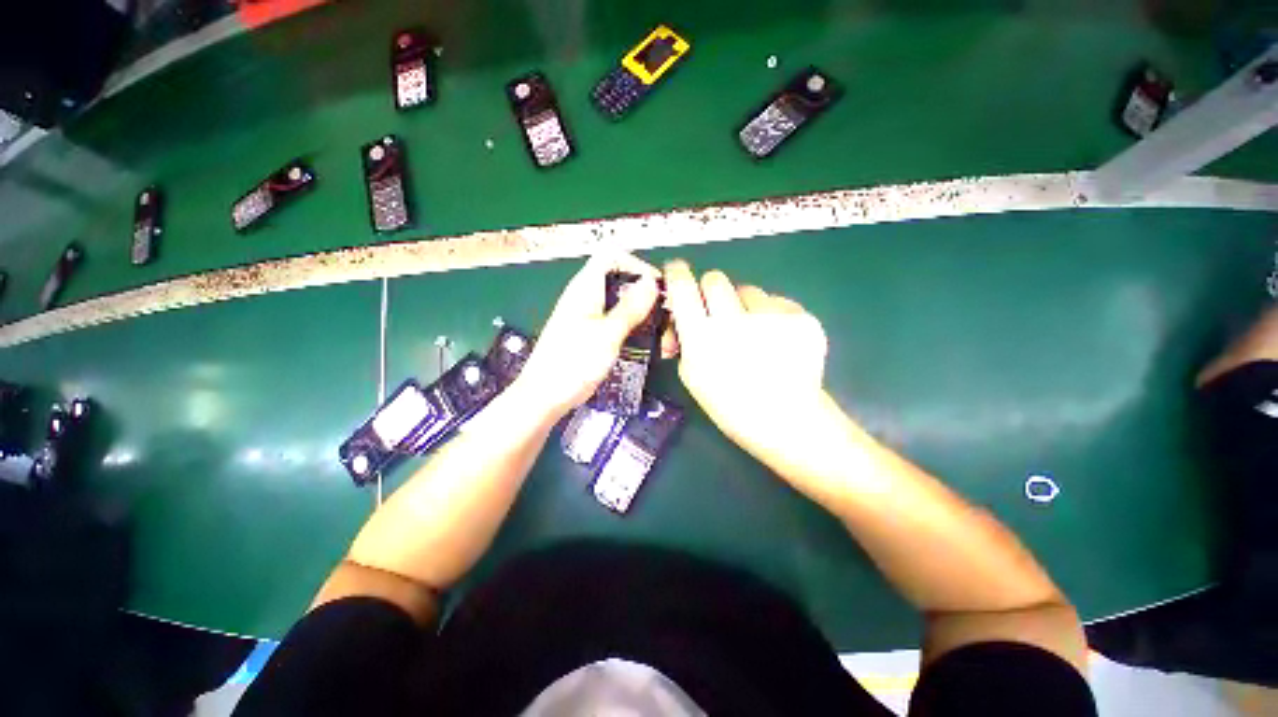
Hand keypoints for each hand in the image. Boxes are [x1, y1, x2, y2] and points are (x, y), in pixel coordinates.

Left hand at [513, 252, 660, 418]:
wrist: (544, 398)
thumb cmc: (571, 365)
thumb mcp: (607, 334)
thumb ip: (630, 308)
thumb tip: (651, 282)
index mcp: (585, 288)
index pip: (612, 256)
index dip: (637, 265)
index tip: (658, 286)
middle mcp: (585, 297)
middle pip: (619, 281)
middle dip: (644, 293)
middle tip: (664, 314)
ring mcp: (586, 317)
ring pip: (620, 303)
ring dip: (641, 314)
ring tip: (660, 333)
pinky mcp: (588, 334)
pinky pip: (615, 322)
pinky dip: (632, 328)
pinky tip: (645, 345)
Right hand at [663, 260, 829, 461]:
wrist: (786, 420)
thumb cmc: (731, 405)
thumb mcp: (692, 376)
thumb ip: (683, 340)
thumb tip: (680, 318)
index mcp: (702, 338)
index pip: (682, 286)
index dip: (677, 274)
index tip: (676, 271)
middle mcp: (734, 321)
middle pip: (715, 278)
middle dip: (711, 291)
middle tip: (717, 311)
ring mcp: (771, 317)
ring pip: (748, 291)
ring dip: (744, 306)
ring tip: (754, 334)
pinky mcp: (801, 317)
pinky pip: (776, 302)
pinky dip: (772, 315)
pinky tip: (777, 340)